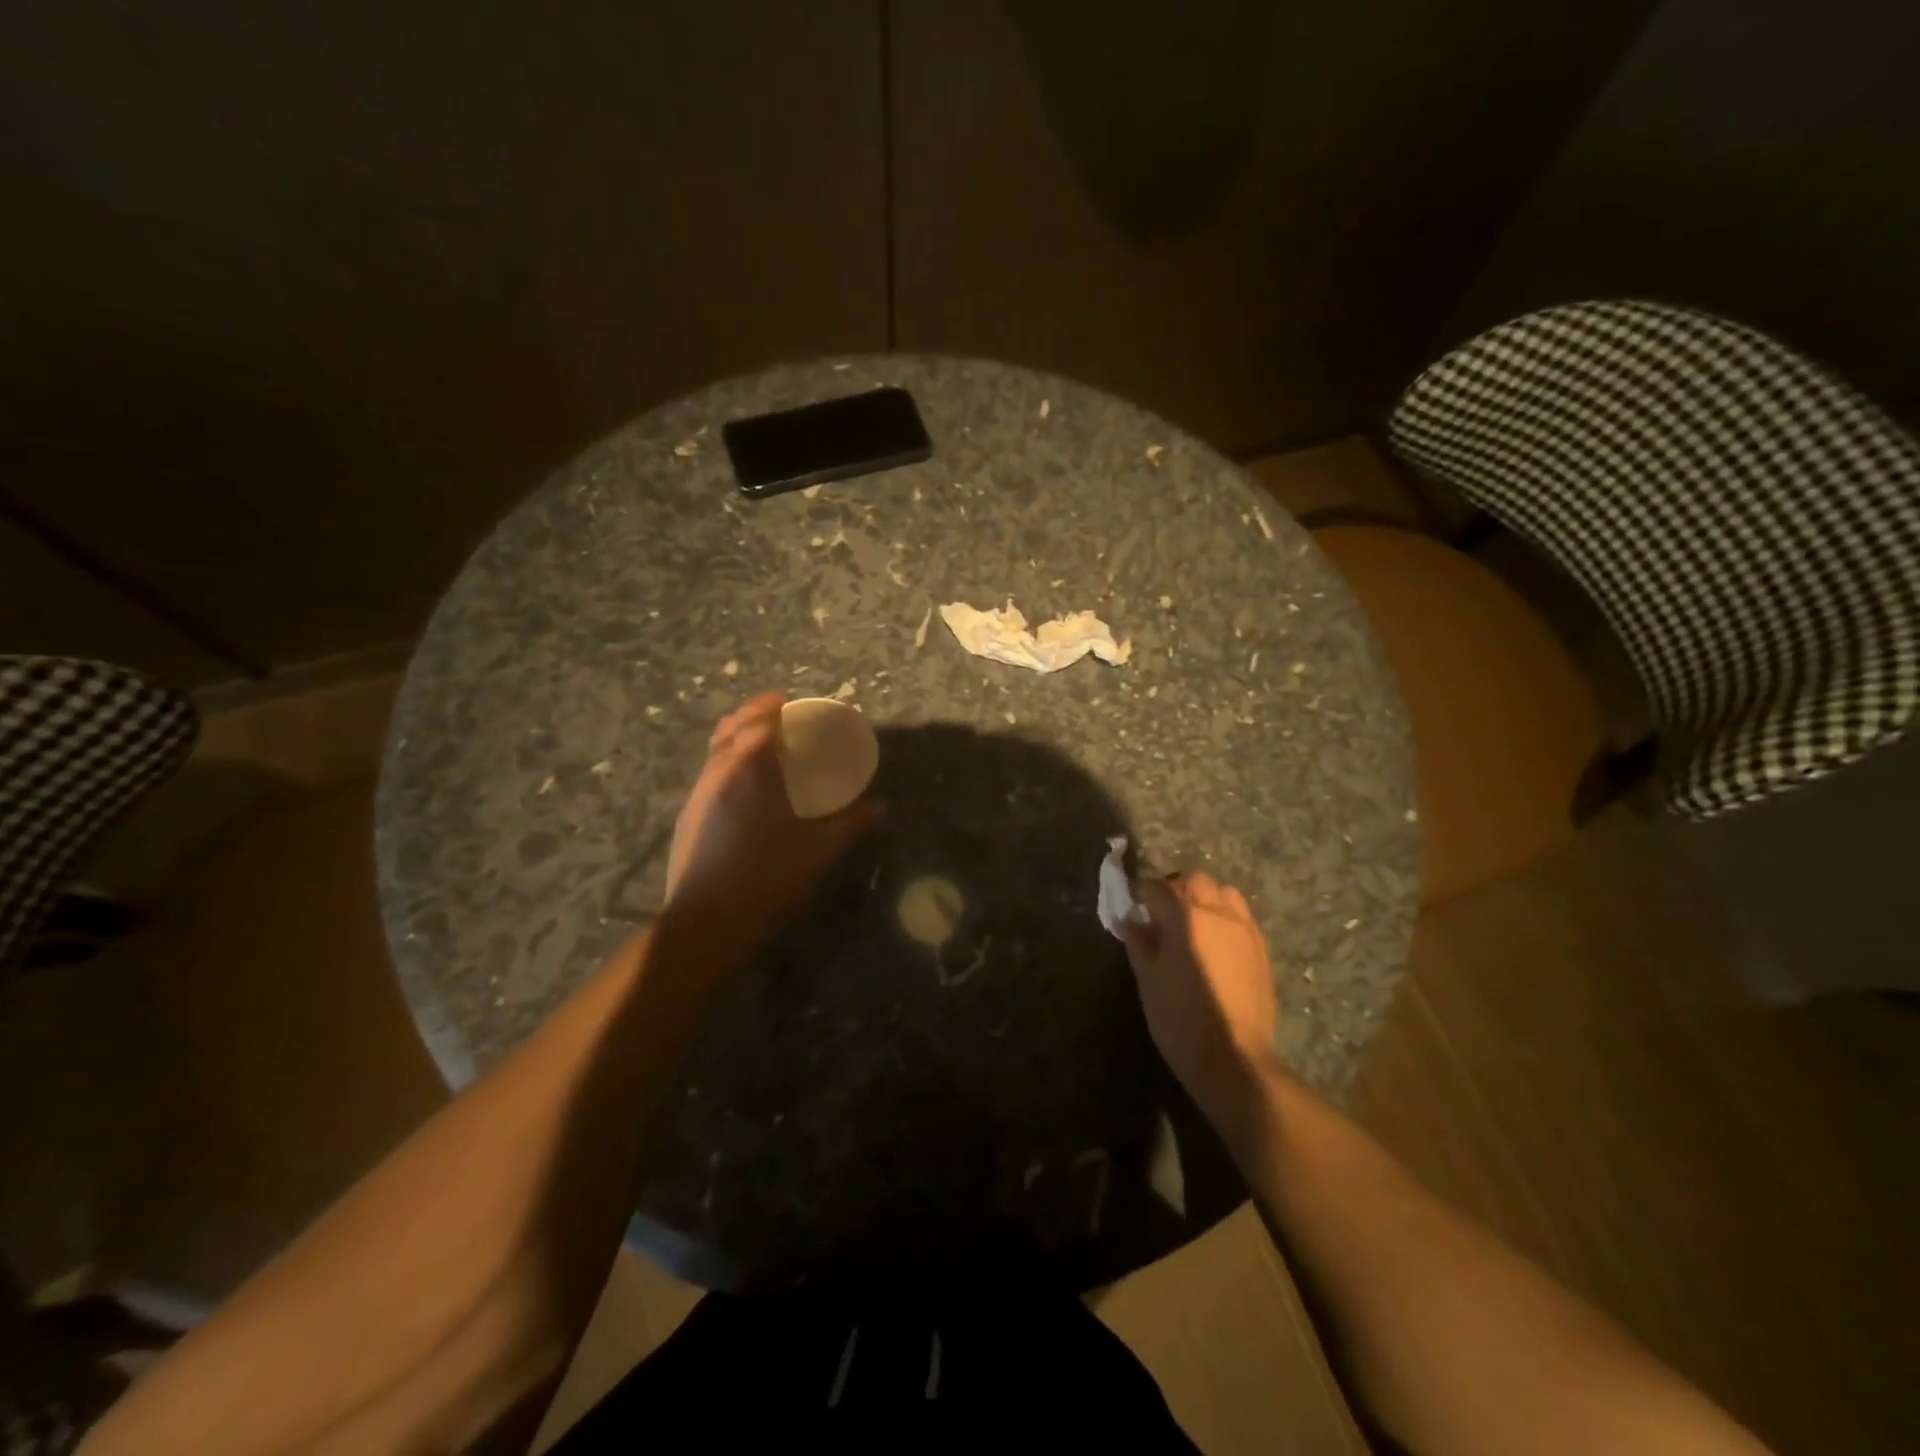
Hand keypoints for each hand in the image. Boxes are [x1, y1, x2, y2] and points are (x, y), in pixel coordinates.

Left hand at [664, 692, 880, 941]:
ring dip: (737, 738)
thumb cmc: (768, 877)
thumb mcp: (818, 850)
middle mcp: (719, 771)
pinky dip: (727, 763)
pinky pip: (709, 772)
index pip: (759, 718)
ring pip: (716, 749)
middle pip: (731, 726)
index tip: (791, 705)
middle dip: (753, 716)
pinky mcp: (687, 815)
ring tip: (763, 750)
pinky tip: (745, 789)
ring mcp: (698, 793)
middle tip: (780, 722)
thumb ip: (850, 824)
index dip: (773, 706)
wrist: (707, 921)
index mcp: (751, 768)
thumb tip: (879, 808)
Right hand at [1122, 874, 1279, 1121]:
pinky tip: (1213, 943)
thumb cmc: (1180, 1020)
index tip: (1132, 907)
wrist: (1234, 1059)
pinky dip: (1224, 917)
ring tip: (1191, 924)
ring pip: (1224, 893)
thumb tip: (1130, 920)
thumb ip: (1138, 942)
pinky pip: (1241, 916)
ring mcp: (1245, 930)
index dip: (1141, 894)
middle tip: (1160, 915)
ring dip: (1204, 898)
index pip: (1158, 888)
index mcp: (1186, 917)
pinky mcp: (1261, 949)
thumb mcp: (1148, 980)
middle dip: (1175, 889)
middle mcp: (1219, 913)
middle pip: (1195, 881)